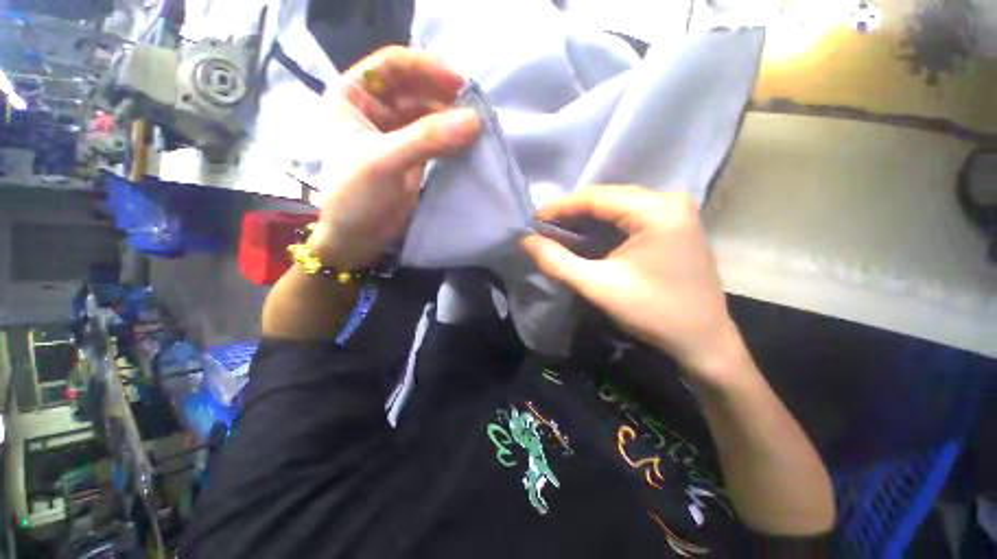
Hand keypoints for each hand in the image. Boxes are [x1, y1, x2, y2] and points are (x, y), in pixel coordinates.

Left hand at [308, 46, 480, 269]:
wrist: (358, 237)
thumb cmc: (356, 196)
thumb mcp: (385, 161)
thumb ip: (428, 138)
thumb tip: (475, 120)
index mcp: (353, 95)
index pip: (394, 64)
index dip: (427, 67)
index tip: (460, 83)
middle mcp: (375, 108)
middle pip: (415, 86)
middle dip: (444, 93)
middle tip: (475, 107)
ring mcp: (396, 131)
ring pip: (429, 111)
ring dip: (452, 116)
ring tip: (476, 125)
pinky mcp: (413, 154)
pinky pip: (436, 136)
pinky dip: (452, 137)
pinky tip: (468, 141)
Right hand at [522, 186, 742, 380]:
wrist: (703, 341)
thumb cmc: (653, 313)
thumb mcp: (598, 287)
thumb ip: (557, 262)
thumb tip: (526, 241)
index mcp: (656, 209)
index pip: (596, 197)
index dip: (559, 206)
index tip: (532, 219)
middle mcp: (669, 201)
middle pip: (607, 198)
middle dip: (571, 213)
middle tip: (543, 227)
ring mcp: (675, 212)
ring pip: (617, 207)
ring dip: (586, 219)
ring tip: (558, 231)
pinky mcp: (674, 226)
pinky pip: (629, 217)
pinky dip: (604, 227)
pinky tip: (586, 237)